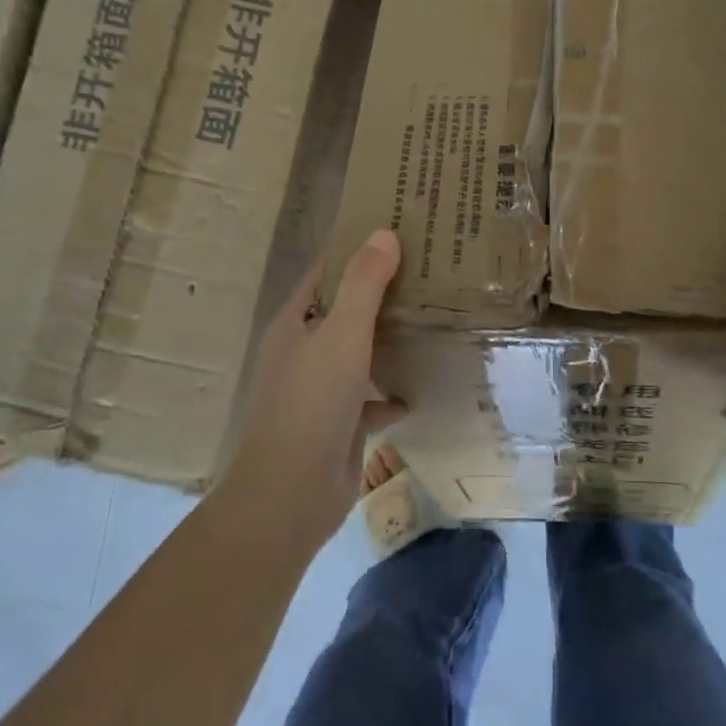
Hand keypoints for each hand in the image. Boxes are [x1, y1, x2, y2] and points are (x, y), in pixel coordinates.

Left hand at [222, 231, 405, 550]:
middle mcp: (304, 350)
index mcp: (296, 323)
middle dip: (382, 292)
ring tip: (434, 319)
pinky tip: (422, 386)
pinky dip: (392, 392)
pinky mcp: (339, 423)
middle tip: (429, 271)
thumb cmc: (312, 403)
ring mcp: (320, 389)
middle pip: (347, 309)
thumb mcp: (342, 333)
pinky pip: (371, 398)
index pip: (327, 272)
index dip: (357, 249)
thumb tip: (383, 233)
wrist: (291, 494)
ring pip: (360, 352)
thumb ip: (364, 284)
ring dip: (390, 340)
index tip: (397, 231)